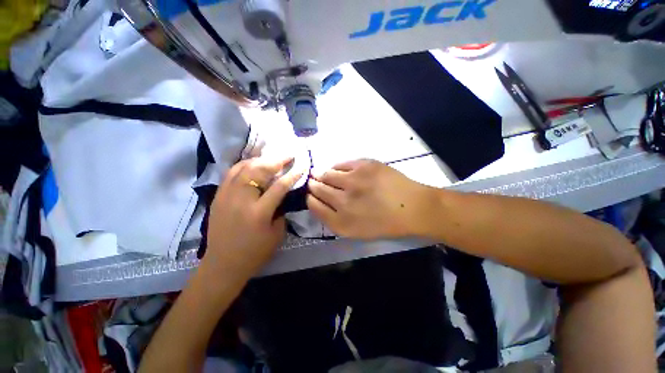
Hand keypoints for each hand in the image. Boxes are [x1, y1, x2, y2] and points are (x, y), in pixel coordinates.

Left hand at [205, 157, 301, 276]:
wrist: (223, 264)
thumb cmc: (255, 252)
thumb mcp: (276, 234)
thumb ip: (280, 211)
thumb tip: (281, 194)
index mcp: (259, 213)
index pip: (279, 186)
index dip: (292, 174)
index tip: (301, 165)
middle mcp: (241, 200)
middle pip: (259, 170)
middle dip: (276, 160)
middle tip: (288, 154)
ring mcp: (226, 196)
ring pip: (243, 168)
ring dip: (260, 159)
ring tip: (272, 157)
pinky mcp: (218, 196)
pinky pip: (231, 173)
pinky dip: (244, 165)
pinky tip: (253, 164)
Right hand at [307, 159, 434, 239]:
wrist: (413, 207)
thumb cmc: (384, 223)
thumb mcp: (356, 231)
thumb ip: (333, 218)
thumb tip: (318, 200)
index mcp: (341, 222)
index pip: (313, 205)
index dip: (310, 197)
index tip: (311, 194)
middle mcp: (343, 201)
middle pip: (316, 188)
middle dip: (313, 184)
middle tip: (315, 181)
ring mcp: (353, 181)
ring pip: (326, 174)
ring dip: (322, 174)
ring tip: (325, 174)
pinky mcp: (364, 166)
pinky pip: (340, 164)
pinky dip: (337, 167)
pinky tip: (341, 171)